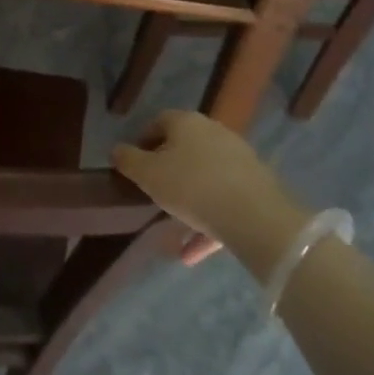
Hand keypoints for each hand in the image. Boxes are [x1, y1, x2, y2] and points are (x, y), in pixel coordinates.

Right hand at [112, 111, 303, 262]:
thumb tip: (117, 150)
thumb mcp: (148, 174)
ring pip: (205, 178)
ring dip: (188, 202)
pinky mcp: (256, 187)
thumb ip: (128, 160)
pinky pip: (223, 202)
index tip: (134, 164)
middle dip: (168, 169)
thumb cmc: (191, 186)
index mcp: (187, 123)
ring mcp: (239, 159)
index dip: (143, 141)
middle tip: (153, 191)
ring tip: (171, 227)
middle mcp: (214, 133)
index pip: (159, 122)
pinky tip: (191, 252)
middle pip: (185, 148)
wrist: (254, 216)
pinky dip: (206, 223)